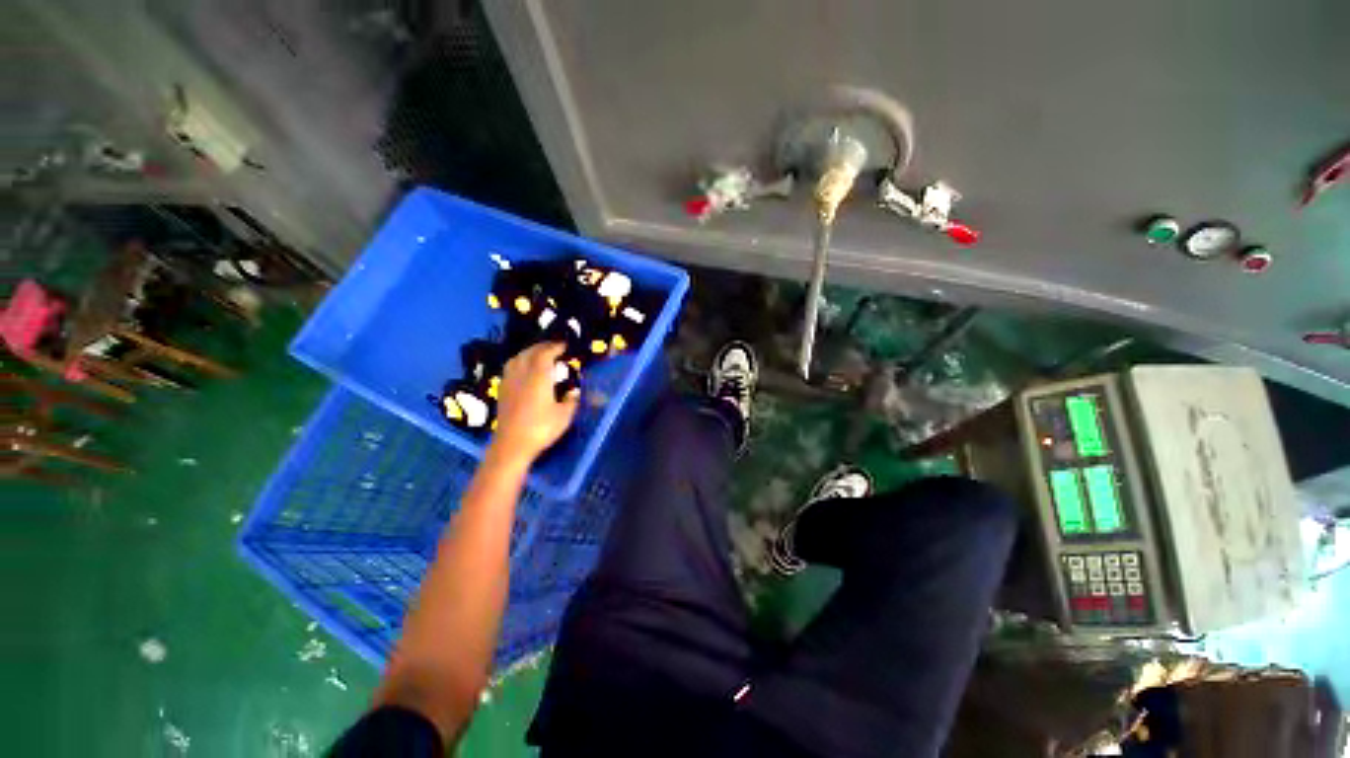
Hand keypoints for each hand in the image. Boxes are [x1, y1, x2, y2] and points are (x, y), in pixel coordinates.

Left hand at [490, 342, 579, 464]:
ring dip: (530, 352)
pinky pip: (511, 367)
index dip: (556, 346)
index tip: (566, 345)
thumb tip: (574, 391)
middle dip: (543, 347)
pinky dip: (520, 362)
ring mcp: (509, 381)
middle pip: (530, 352)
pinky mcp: (503, 390)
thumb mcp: (564, 416)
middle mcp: (522, 374)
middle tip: (555, 347)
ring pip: (518, 358)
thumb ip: (571, 400)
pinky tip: (525, 370)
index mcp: (538, 376)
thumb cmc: (541, 429)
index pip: (546, 353)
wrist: (511, 445)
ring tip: (540, 355)